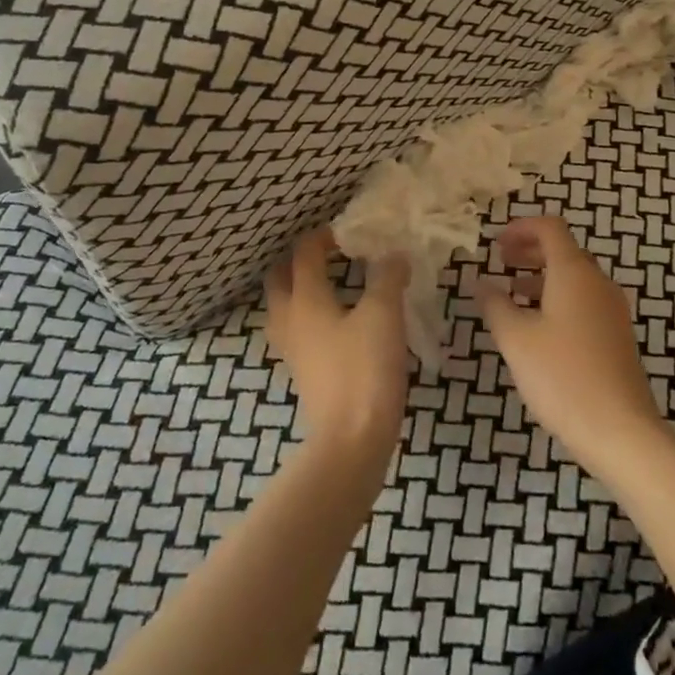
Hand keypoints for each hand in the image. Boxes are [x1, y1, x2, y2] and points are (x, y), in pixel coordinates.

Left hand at [265, 228, 408, 458]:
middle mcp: (290, 319)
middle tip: (331, 254)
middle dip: (299, 261)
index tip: (348, 232)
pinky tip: (337, 323)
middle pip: (280, 278)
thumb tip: (393, 254)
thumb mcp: (384, 314)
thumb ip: (388, 278)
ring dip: (299, 289)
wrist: (351, 441)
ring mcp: (292, 349)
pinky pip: (296, 331)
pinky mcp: (303, 372)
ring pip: (284, 306)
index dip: (323, 236)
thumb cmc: (365, 369)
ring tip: (331, 284)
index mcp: (305, 298)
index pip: (304, 253)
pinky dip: (309, 316)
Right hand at [474, 216, 668, 478]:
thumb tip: (481, 283)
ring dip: (542, 277)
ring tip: (511, 295)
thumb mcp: (516, 339)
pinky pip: (584, 301)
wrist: (621, 431)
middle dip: (530, 251)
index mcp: (574, 272)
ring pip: (574, 278)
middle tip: (500, 262)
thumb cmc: (563, 376)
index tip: (495, 243)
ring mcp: (613, 310)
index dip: (521, 227)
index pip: (550, 228)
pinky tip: (538, 329)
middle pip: (564, 250)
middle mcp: (598, 282)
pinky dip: (558, 299)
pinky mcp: (617, 336)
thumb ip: (495, 305)